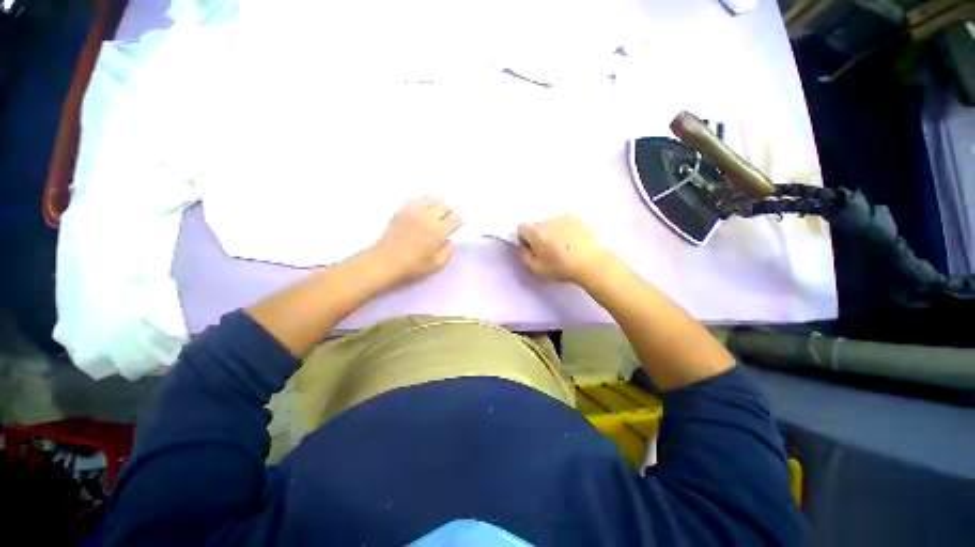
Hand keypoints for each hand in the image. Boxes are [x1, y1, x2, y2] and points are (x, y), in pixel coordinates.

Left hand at [371, 197, 462, 285]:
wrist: (385, 262)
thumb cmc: (412, 266)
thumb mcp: (436, 265)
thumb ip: (448, 252)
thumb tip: (450, 240)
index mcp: (438, 231)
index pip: (456, 218)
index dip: (458, 223)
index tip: (453, 229)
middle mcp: (427, 217)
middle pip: (445, 204)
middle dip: (448, 212)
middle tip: (444, 222)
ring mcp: (413, 211)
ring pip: (431, 198)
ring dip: (435, 206)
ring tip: (432, 217)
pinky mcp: (401, 210)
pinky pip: (416, 199)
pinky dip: (422, 204)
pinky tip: (420, 214)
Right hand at [517, 215, 615, 286]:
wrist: (591, 263)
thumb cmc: (561, 268)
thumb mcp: (537, 269)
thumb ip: (524, 257)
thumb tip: (524, 248)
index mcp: (536, 232)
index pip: (521, 228)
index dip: (524, 240)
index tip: (533, 250)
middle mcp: (547, 221)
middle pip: (536, 226)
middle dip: (538, 236)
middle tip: (549, 251)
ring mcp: (563, 218)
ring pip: (550, 224)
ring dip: (551, 233)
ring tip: (562, 247)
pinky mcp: (575, 218)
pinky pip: (562, 223)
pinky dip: (563, 230)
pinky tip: (571, 242)